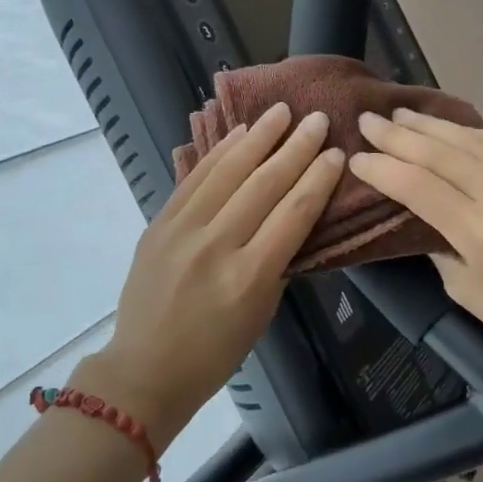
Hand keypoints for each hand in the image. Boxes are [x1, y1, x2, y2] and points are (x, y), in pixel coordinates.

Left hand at [74, 102, 345, 450]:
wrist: (145, 369)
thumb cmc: (215, 353)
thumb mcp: (261, 313)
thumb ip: (276, 262)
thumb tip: (289, 217)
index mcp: (250, 275)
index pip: (294, 212)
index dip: (319, 178)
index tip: (337, 152)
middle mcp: (217, 245)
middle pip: (264, 184)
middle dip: (296, 147)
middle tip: (317, 119)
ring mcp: (182, 231)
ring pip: (227, 171)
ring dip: (258, 137)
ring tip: (281, 111)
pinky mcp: (158, 224)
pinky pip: (193, 179)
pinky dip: (218, 153)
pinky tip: (238, 134)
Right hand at [350, 109, 482, 378]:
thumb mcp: (464, 290)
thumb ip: (437, 241)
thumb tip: (416, 203)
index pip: (419, 186)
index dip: (384, 168)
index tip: (357, 156)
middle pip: (443, 154)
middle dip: (400, 136)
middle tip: (369, 120)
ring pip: (476, 140)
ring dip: (434, 126)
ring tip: (403, 115)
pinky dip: (475, 135)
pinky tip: (451, 129)